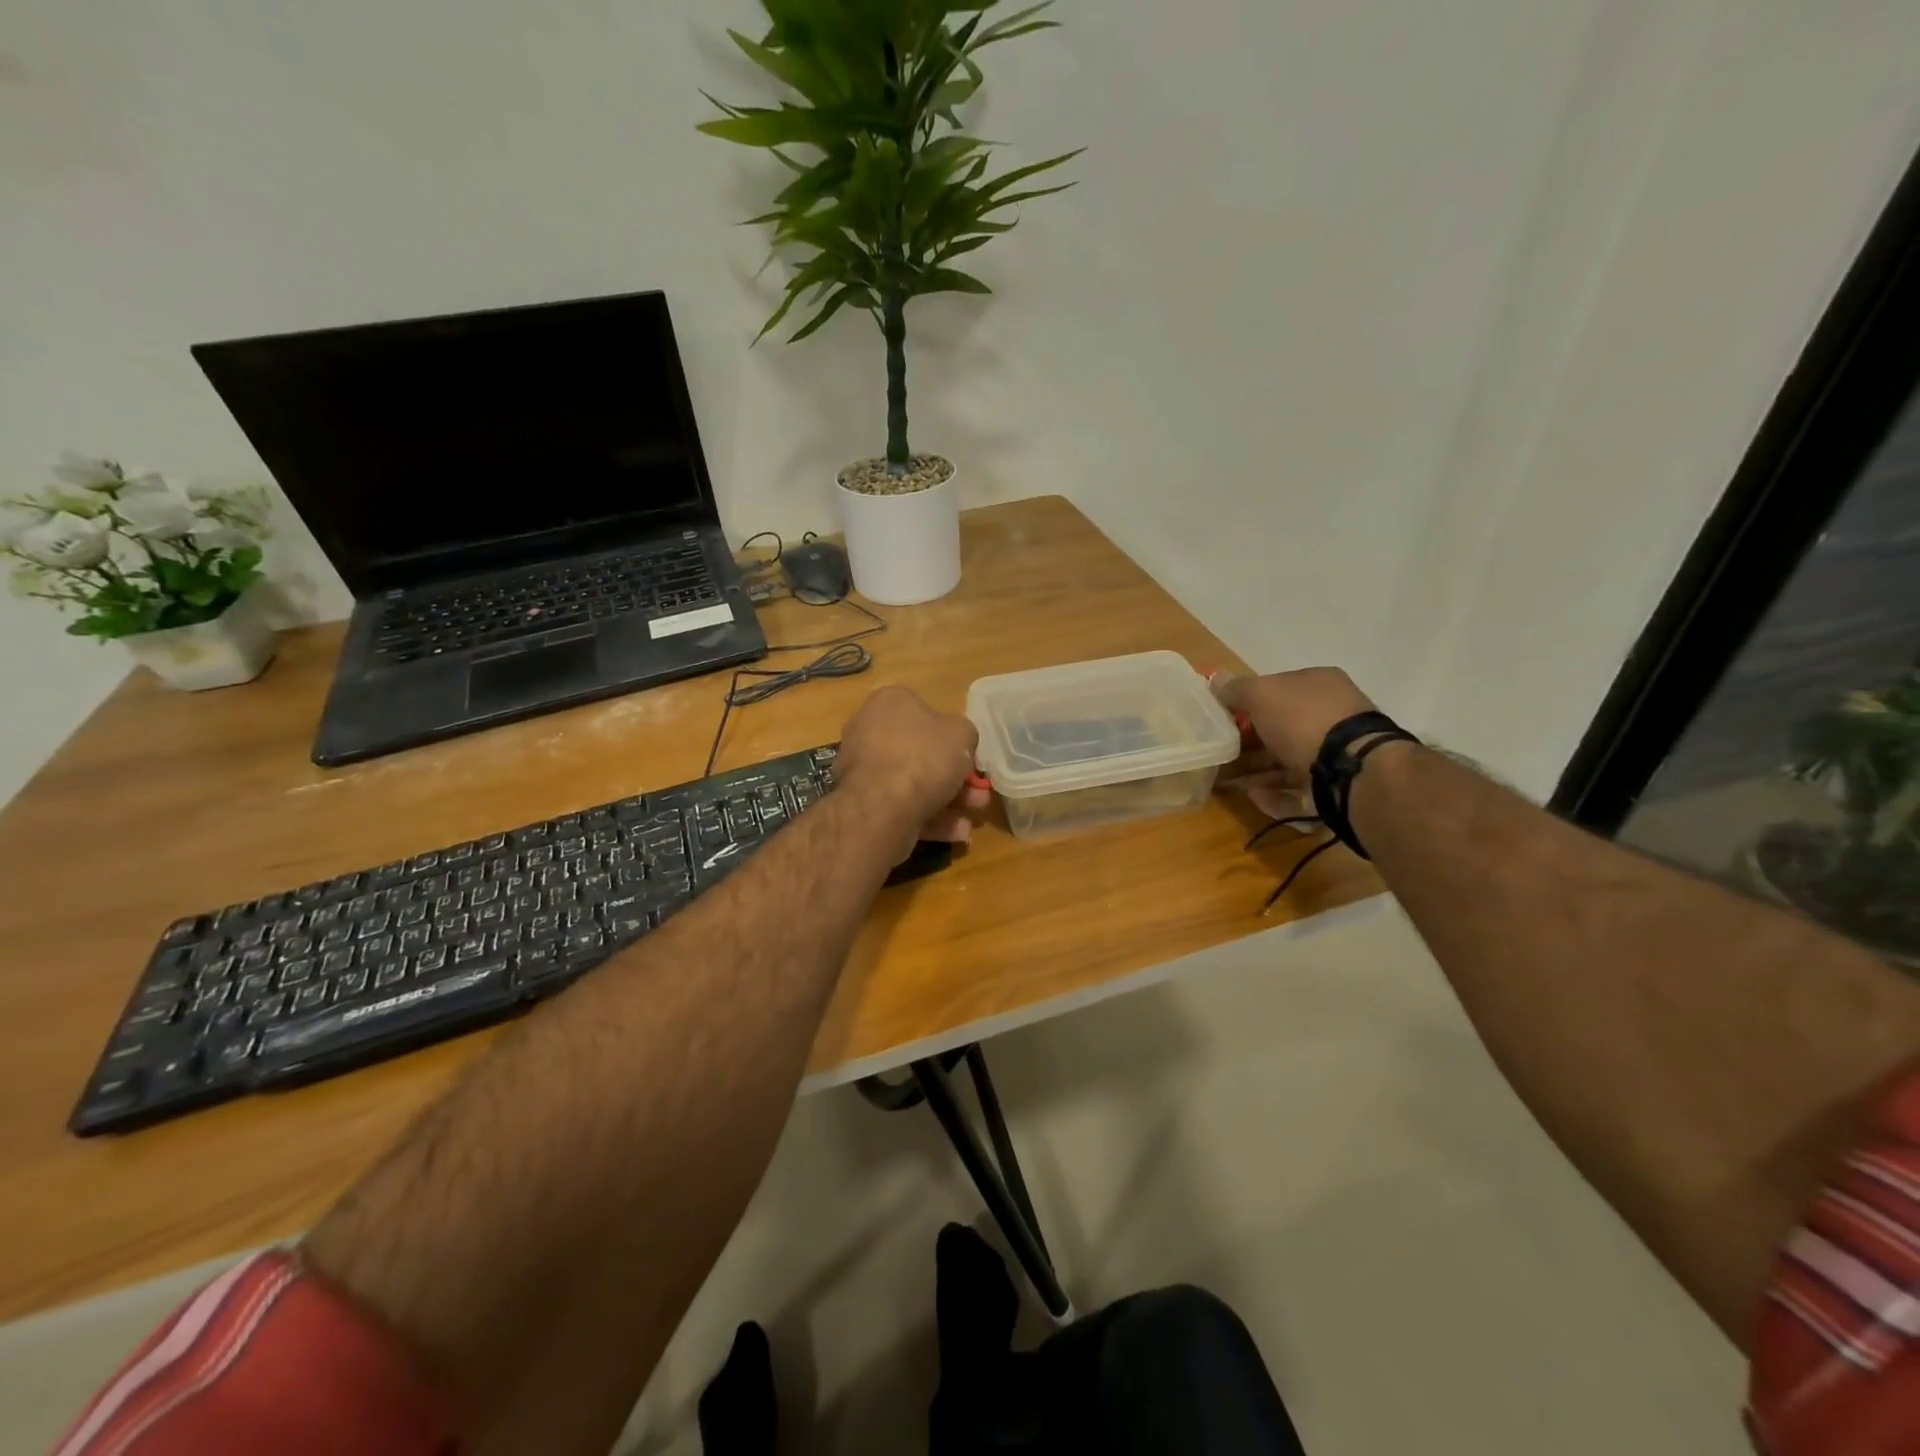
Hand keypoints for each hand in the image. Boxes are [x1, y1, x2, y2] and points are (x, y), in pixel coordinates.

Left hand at [834, 687, 988, 857]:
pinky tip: (956, 833)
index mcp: (889, 702)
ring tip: (973, 816)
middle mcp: (868, 730)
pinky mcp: (861, 802)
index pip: (924, 711)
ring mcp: (862, 768)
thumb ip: (964, 734)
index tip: (970, 756)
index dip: (951, 736)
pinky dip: (929, 818)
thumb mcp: (963, 734)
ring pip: (912, 782)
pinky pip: (900, 805)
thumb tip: (958, 742)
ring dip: (948, 799)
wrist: (882, 806)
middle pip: (919, 752)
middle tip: (978, 791)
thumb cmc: (924, 757)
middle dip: (954, 775)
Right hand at [1211, 668, 1377, 819]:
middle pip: (1281, 728)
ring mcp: (1337, 752)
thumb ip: (1236, 689)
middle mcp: (1332, 715)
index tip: (1224, 720)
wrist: (1351, 769)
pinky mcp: (1337, 785)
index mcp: (1319, 685)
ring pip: (1288, 760)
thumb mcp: (1262, 694)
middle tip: (1220, 755)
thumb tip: (1215, 679)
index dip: (1249, 703)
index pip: (1278, 690)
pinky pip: (1299, 788)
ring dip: (1257, 771)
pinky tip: (1254, 795)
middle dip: (1249, 743)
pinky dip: (1275, 793)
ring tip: (1228, 780)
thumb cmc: (1303, 720)